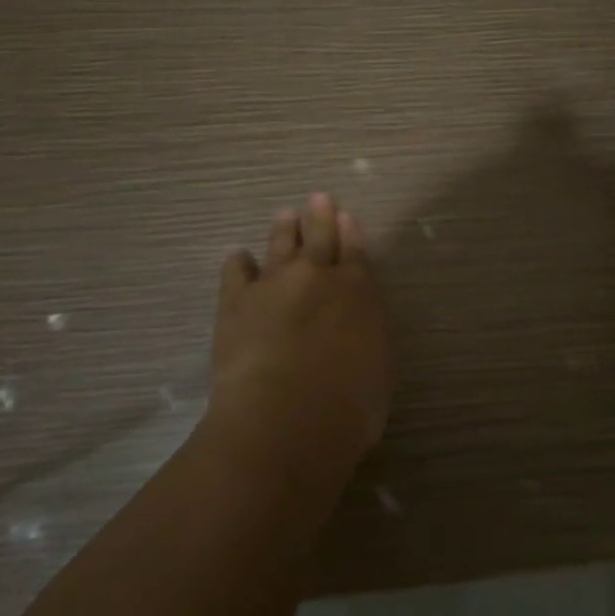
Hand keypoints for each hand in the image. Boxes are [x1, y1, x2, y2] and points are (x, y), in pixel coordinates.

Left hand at [207, 192, 395, 462]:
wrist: (285, 418)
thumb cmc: (348, 407)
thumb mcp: (378, 370)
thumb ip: (367, 335)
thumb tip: (357, 325)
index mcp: (357, 291)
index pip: (356, 251)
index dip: (351, 231)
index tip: (346, 215)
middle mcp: (317, 277)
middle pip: (319, 236)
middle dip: (320, 215)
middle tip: (318, 197)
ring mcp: (273, 284)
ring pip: (279, 245)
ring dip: (283, 228)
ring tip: (284, 215)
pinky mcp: (236, 301)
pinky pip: (236, 271)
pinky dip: (239, 262)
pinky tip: (238, 258)